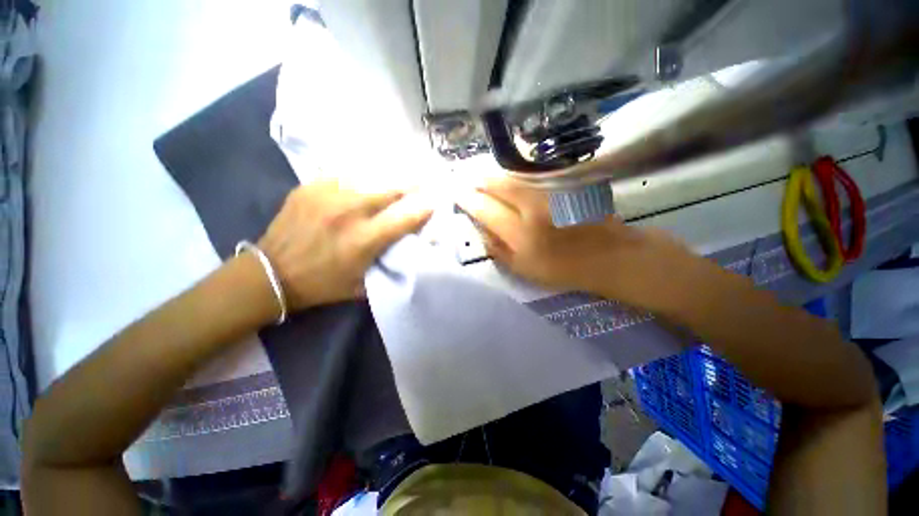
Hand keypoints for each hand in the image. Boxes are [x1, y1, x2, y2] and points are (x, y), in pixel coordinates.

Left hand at [258, 179, 432, 309]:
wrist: (271, 273)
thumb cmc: (322, 284)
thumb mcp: (362, 285)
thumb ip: (387, 265)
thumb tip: (408, 249)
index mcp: (364, 240)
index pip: (405, 218)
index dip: (424, 209)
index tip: (434, 203)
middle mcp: (350, 212)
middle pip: (390, 189)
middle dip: (410, 185)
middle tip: (422, 181)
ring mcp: (328, 195)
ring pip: (369, 178)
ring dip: (387, 180)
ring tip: (397, 178)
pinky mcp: (311, 187)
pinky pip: (344, 176)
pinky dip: (359, 180)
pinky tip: (363, 183)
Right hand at [456, 178, 701, 310]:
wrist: (610, 256)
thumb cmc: (564, 269)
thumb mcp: (524, 270)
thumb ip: (498, 249)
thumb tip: (480, 229)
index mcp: (520, 233)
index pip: (485, 209)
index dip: (467, 199)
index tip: (455, 192)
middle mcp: (532, 208)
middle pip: (497, 185)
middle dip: (477, 179)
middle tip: (464, 177)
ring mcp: (548, 194)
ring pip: (513, 178)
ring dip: (493, 175)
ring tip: (479, 175)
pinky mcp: (560, 187)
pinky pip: (528, 179)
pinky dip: (512, 177)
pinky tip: (505, 179)